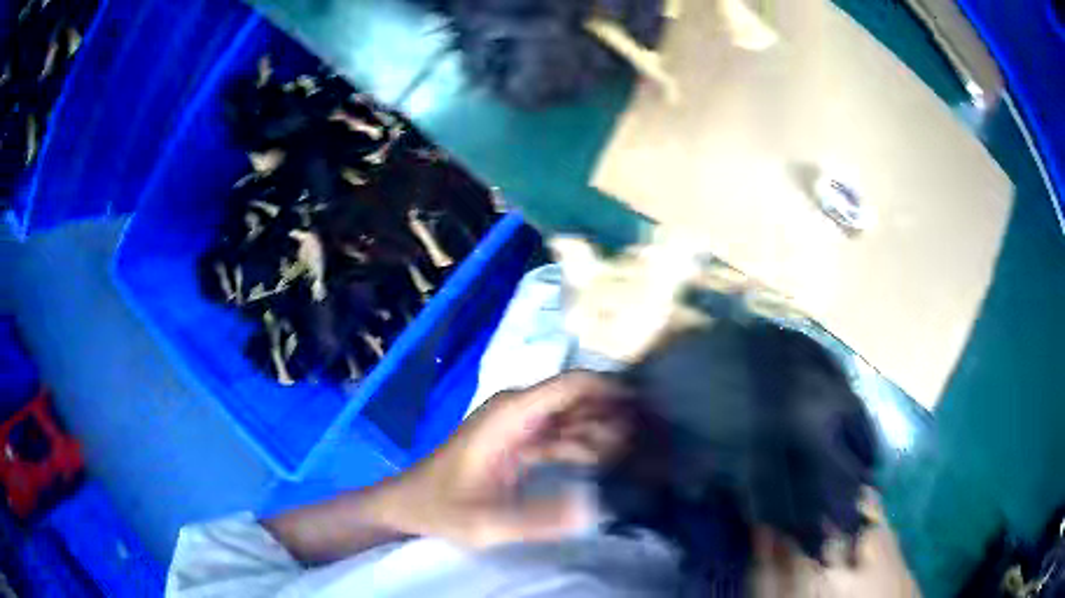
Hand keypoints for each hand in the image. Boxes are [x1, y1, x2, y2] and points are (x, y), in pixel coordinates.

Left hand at [382, 371, 634, 546]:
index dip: (612, 390)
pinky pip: (563, 437)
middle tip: (654, 438)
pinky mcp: (520, 443)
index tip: (649, 407)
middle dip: (616, 413)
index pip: (571, 385)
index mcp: (512, 414)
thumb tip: (595, 509)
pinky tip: (610, 465)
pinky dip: (588, 447)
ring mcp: (519, 426)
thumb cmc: (442, 508)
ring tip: (642, 454)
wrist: (409, 504)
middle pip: (578, 398)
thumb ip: (537, 519)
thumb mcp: (486, 522)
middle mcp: (519, 410)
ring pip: (574, 417)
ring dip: (606, 431)